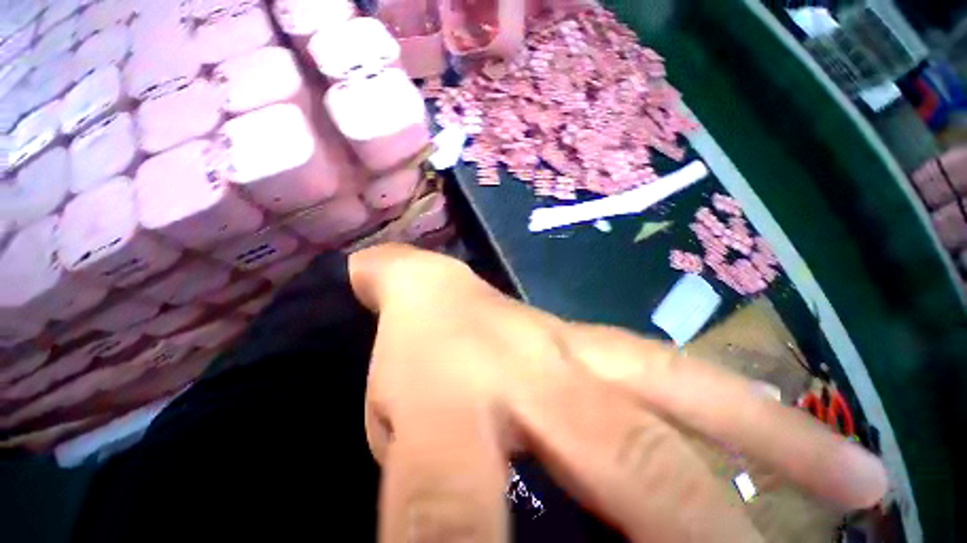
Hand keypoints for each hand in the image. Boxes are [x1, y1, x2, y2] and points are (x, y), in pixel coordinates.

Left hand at [350, 244, 887, 542]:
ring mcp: (563, 342)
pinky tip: (800, 428)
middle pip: (621, 463)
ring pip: (675, 393)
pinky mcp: (581, 330)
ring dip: (770, 451)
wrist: (427, 292)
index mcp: (448, 402)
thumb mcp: (388, 440)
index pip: (450, 517)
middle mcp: (524, 368)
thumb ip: (424, 513)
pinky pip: (669, 366)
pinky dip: (740, 406)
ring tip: (859, 490)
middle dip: (706, 539)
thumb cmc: (405, 361)